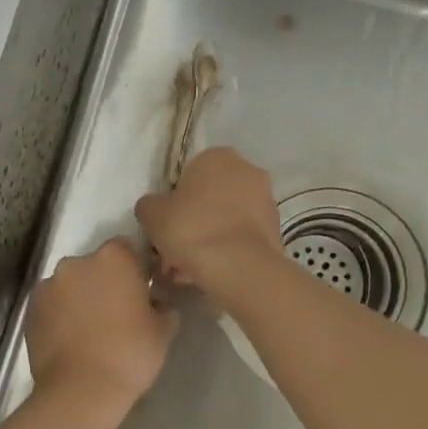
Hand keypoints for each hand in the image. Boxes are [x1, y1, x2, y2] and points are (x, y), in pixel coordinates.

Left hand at [25, 238, 177, 410]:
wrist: (80, 391)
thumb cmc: (129, 354)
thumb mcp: (163, 330)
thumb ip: (163, 306)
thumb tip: (157, 303)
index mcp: (113, 258)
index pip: (126, 248)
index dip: (134, 268)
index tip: (140, 291)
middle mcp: (77, 262)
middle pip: (95, 265)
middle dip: (105, 282)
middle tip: (117, 313)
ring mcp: (49, 284)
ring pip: (72, 285)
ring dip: (81, 298)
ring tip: (91, 330)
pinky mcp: (31, 309)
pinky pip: (53, 304)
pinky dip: (61, 314)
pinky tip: (72, 339)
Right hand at [135, 147, 284, 296]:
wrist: (238, 265)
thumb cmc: (191, 229)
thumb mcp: (152, 214)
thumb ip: (150, 205)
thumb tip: (155, 207)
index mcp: (216, 156)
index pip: (189, 174)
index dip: (175, 201)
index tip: (167, 225)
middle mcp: (246, 169)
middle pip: (211, 196)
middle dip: (194, 220)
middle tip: (176, 249)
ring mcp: (266, 199)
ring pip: (227, 217)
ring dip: (210, 237)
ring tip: (190, 269)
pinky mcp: (276, 228)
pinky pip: (242, 236)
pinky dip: (228, 249)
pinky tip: (211, 272)